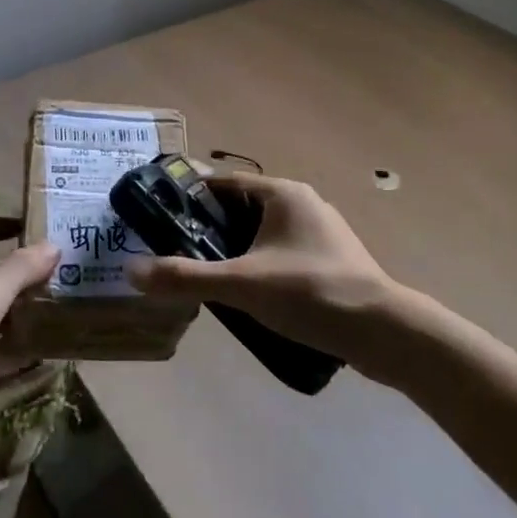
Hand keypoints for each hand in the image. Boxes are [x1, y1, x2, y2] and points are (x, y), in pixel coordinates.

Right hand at [129, 172, 406, 375]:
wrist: (384, 333)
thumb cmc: (310, 293)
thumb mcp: (241, 285)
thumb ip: (186, 277)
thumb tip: (132, 271)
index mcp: (284, 193)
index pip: (225, 184)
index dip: (192, 199)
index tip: (163, 219)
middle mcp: (304, 203)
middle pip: (244, 210)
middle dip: (212, 231)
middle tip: (180, 255)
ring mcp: (323, 233)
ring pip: (266, 235)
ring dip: (238, 252)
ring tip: (209, 279)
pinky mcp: (334, 262)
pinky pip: (286, 255)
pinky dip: (263, 268)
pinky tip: (252, 298)